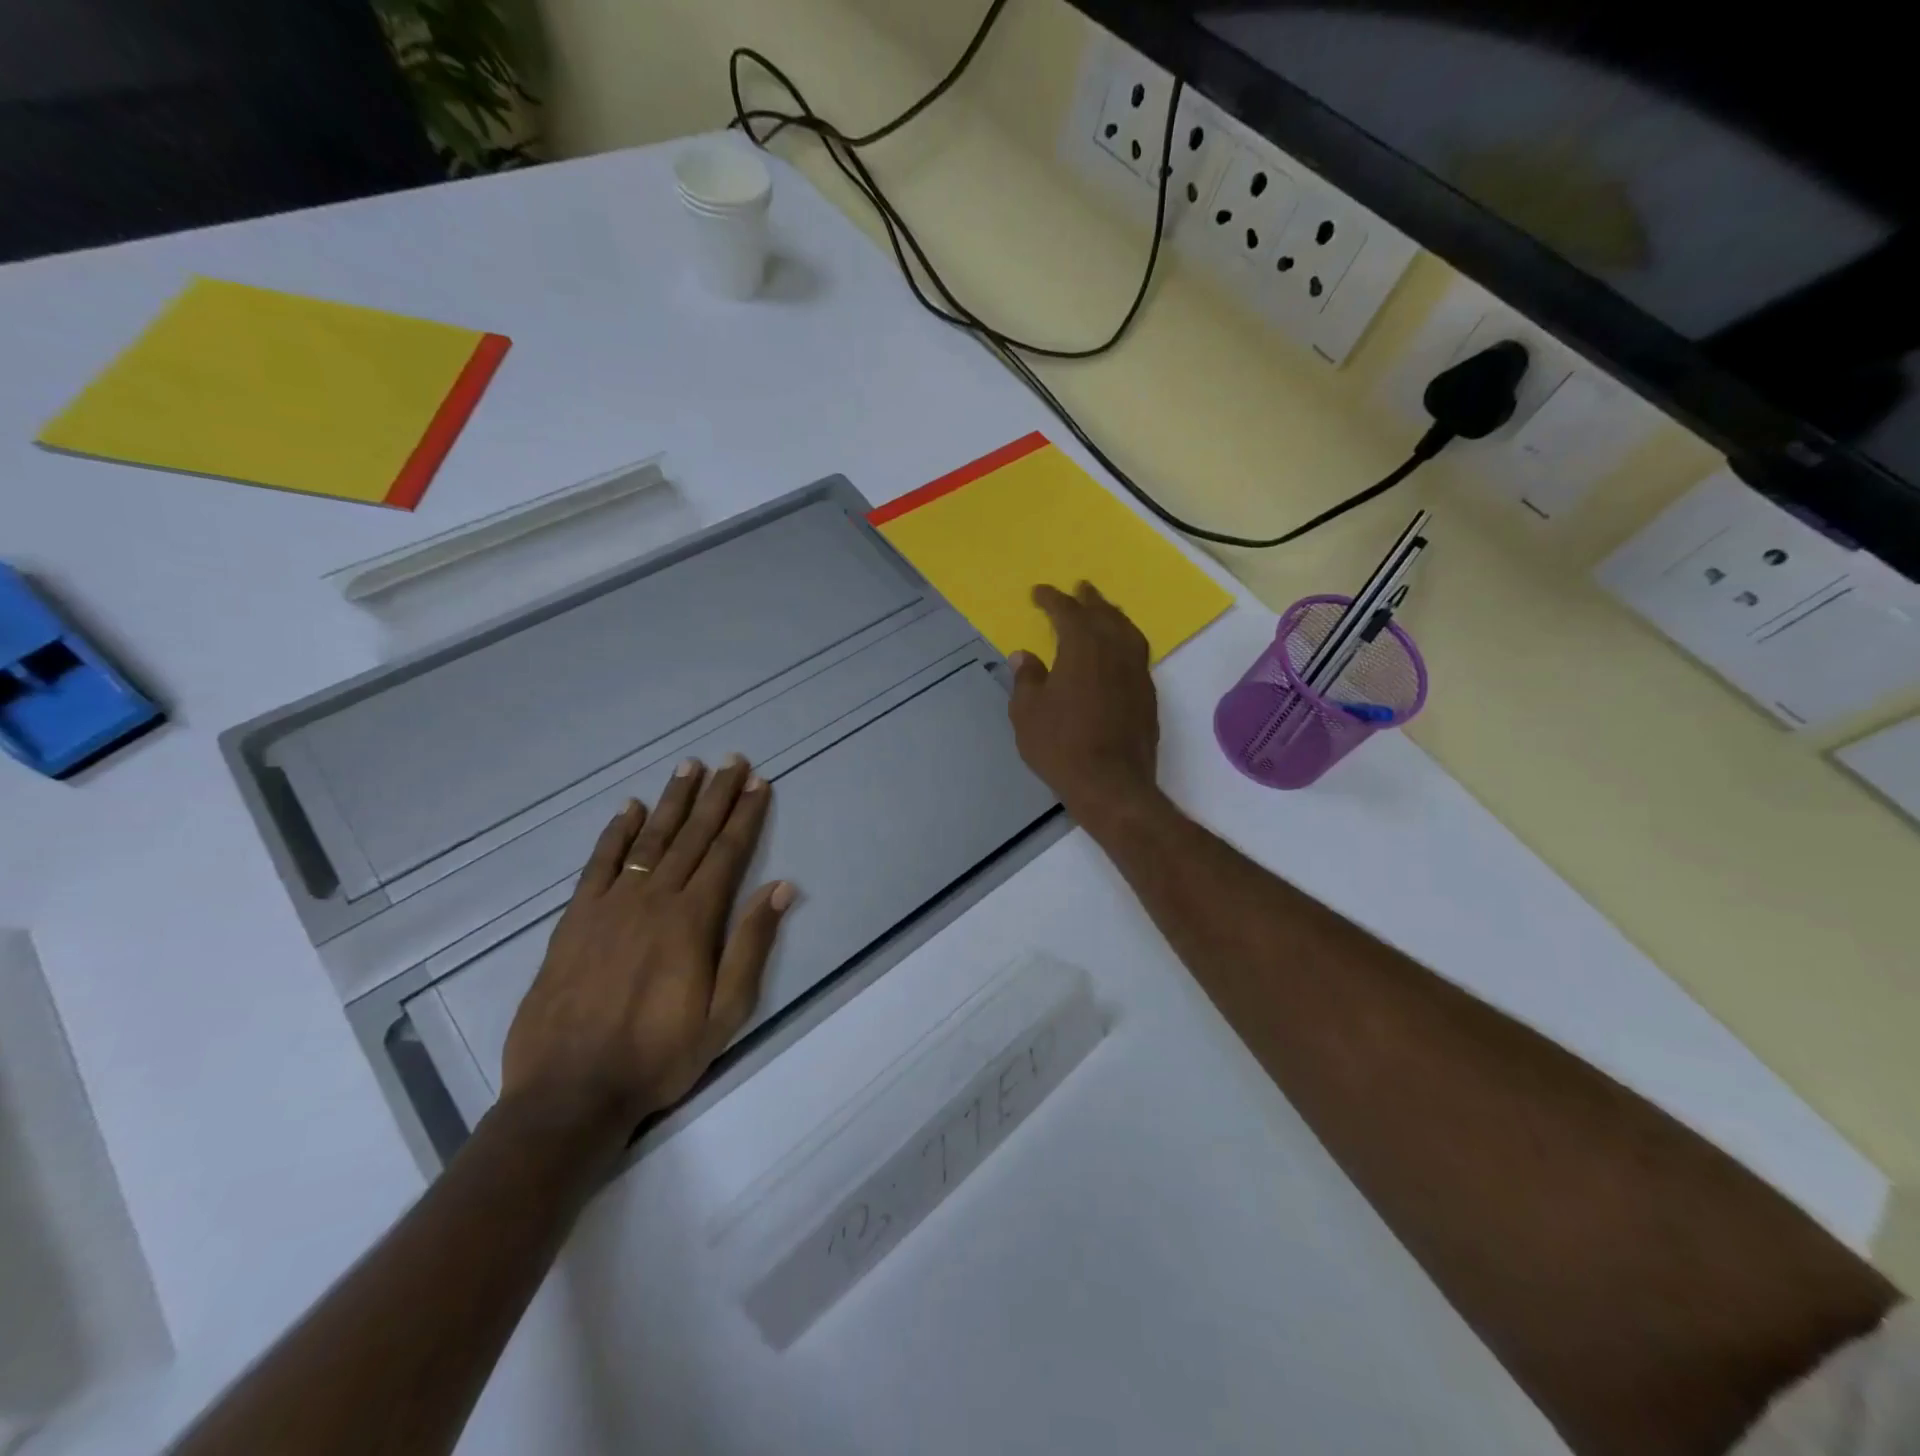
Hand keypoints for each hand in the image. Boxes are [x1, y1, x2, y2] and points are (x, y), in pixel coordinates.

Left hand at [501, 755, 794, 1149]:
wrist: (570, 1092)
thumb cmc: (659, 1056)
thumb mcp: (725, 1013)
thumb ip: (751, 945)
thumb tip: (781, 887)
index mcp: (693, 920)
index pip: (727, 853)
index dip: (745, 815)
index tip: (759, 782)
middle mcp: (653, 900)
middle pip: (691, 836)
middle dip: (715, 795)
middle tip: (731, 759)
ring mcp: (610, 906)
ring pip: (648, 841)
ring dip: (671, 802)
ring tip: (688, 768)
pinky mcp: (575, 920)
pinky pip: (599, 865)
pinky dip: (615, 834)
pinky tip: (628, 809)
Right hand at [1007, 582, 1160, 825]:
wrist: (1111, 783)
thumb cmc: (1060, 745)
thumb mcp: (1027, 713)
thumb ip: (1027, 679)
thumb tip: (1023, 656)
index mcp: (1082, 647)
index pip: (1067, 612)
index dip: (1052, 599)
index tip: (1038, 593)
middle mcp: (1115, 650)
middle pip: (1104, 614)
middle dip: (1089, 599)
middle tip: (1081, 587)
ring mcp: (1136, 672)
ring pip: (1128, 631)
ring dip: (1113, 616)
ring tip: (1104, 612)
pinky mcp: (1148, 695)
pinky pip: (1137, 654)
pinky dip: (1125, 641)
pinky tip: (1118, 652)